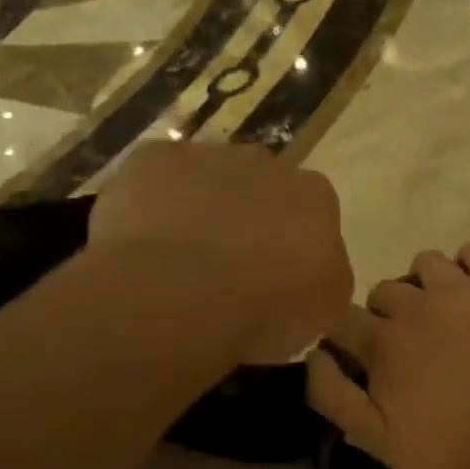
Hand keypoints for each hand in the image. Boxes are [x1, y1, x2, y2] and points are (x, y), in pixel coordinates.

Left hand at [87, 141, 351, 364]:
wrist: (174, 297)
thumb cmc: (262, 310)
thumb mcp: (324, 312)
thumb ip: (328, 279)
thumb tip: (317, 272)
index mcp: (316, 197)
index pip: (315, 213)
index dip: (294, 244)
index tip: (278, 276)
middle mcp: (268, 163)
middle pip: (263, 187)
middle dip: (250, 219)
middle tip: (230, 267)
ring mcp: (207, 156)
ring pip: (209, 178)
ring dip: (202, 207)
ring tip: (180, 260)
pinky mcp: (153, 157)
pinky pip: (156, 178)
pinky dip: (152, 202)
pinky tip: (141, 241)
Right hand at [305, 244, 469, 468]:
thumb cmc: (452, 448)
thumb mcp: (378, 439)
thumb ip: (334, 396)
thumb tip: (313, 354)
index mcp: (382, 341)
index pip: (342, 318)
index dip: (344, 335)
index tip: (358, 354)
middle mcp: (416, 304)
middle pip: (383, 290)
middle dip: (385, 314)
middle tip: (408, 344)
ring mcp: (461, 289)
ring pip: (425, 263)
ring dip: (424, 284)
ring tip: (441, 313)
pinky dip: (468, 264)